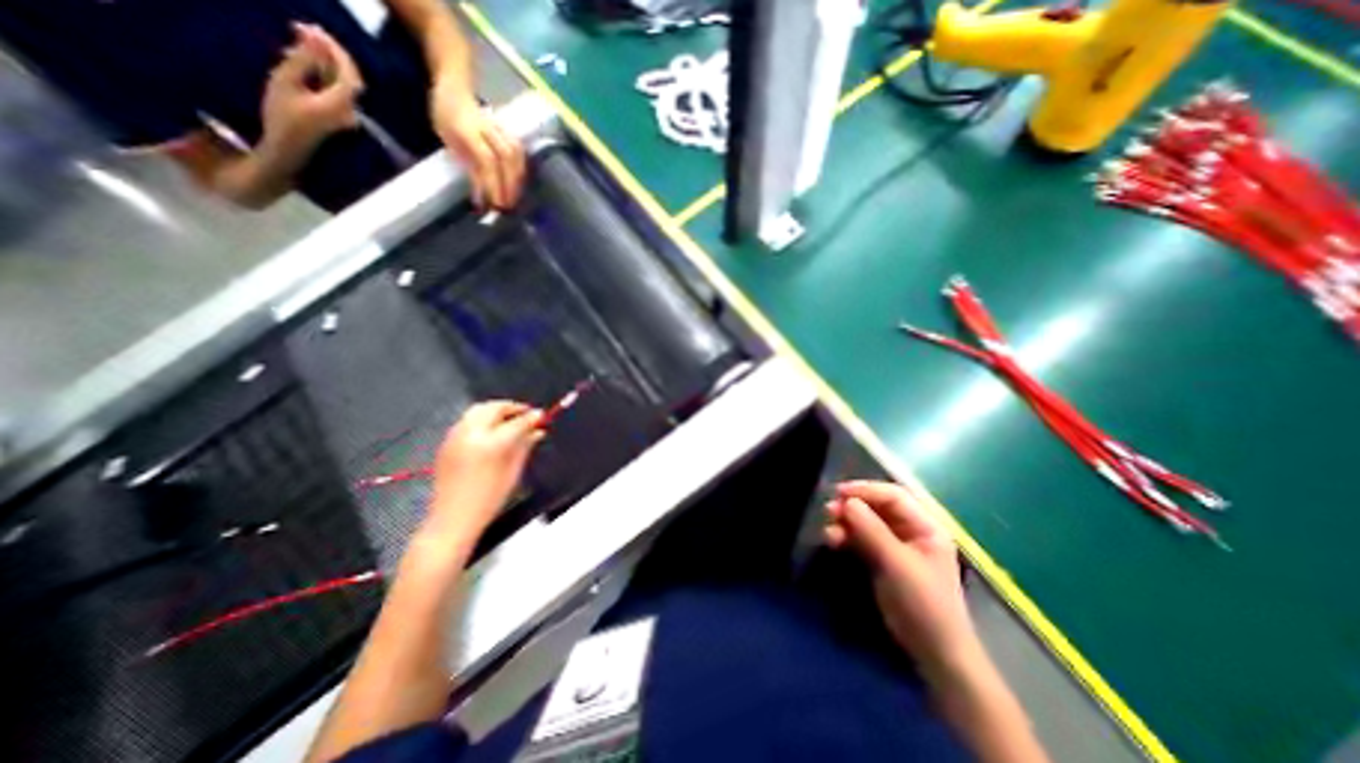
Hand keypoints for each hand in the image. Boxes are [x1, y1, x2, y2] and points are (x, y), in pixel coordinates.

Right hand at [259, 24, 362, 154]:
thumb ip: (304, 59)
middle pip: (348, 76)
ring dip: (322, 60)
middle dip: (329, 51)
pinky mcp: (340, 115)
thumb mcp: (286, 81)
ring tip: (294, 42)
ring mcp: (347, 114)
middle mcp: (351, 110)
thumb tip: (315, 38)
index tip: (314, 30)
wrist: (288, 147)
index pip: (350, 73)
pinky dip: (321, 72)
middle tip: (302, 29)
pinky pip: (336, 89)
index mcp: (342, 103)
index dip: (336, 50)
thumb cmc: (283, 115)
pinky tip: (299, 61)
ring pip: (341, 81)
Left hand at [429, 76, 525, 209]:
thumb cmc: (445, 116)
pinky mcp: (509, 133)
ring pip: (517, 156)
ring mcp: (501, 129)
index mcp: (467, 128)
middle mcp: (488, 128)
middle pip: (506, 159)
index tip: (491, 203)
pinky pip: (521, 154)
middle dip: (508, 185)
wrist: (455, 88)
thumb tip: (481, 195)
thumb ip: (466, 165)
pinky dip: (522, 171)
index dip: (491, 183)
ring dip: (517, 180)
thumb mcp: (448, 140)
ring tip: (514, 198)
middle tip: (506, 206)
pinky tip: (519, 184)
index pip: (486, 159)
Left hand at [430, 403, 545, 537]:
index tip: (542, 415)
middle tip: (526, 415)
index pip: (517, 421)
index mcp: (491, 444)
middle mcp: (471, 435)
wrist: (453, 518)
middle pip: (494, 407)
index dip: (532, 417)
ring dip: (496, 411)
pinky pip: (466, 421)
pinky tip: (491, 431)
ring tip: (509, 421)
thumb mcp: (514, 471)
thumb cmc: (489, 499)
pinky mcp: (446, 443)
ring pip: (478, 410)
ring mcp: (455, 437)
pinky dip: (481, 419)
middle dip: (512, 408)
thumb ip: (526, 445)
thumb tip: (537, 430)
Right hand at [816, 483, 978, 674]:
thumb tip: (846, 501)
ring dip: (846, 522)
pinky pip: (861, 538)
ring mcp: (896, 545)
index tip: (839, 492)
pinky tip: (832, 540)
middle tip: (829, 510)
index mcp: (926, 526)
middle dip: (853, 506)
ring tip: (828, 529)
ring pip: (867, 522)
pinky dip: (847, 537)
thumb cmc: (924, 603)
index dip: (866, 490)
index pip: (894, 496)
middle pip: (878, 507)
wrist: (933, 652)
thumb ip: (872, 530)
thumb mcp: (897, 564)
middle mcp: (911, 530)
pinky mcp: (883, 559)